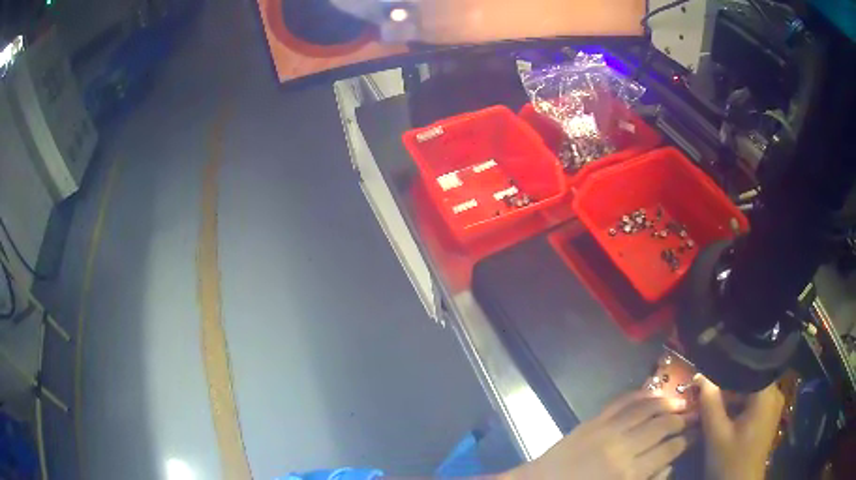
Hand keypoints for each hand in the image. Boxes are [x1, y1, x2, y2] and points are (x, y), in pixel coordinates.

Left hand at [507, 391, 693, 479]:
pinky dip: (640, 393)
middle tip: (691, 416)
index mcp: (629, 473)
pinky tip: (653, 393)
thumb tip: (669, 465)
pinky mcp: (593, 420)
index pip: (669, 449)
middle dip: (681, 419)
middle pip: (662, 425)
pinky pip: (622, 401)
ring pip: (647, 408)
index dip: (686, 440)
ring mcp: (607, 429)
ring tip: (679, 403)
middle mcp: (623, 447)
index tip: (694, 435)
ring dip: (667, 403)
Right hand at [696, 375, 783, 479]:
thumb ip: (710, 404)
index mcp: (766, 393)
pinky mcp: (769, 416)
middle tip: (706, 390)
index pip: (748, 367)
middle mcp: (775, 393)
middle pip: (749, 378)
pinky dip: (739, 405)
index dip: (727, 368)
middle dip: (727, 384)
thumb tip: (701, 376)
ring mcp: (773, 405)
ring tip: (712, 401)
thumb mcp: (717, 436)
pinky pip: (753, 401)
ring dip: (732, 395)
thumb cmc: (731, 461)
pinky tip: (724, 415)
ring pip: (751, 390)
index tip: (708, 372)